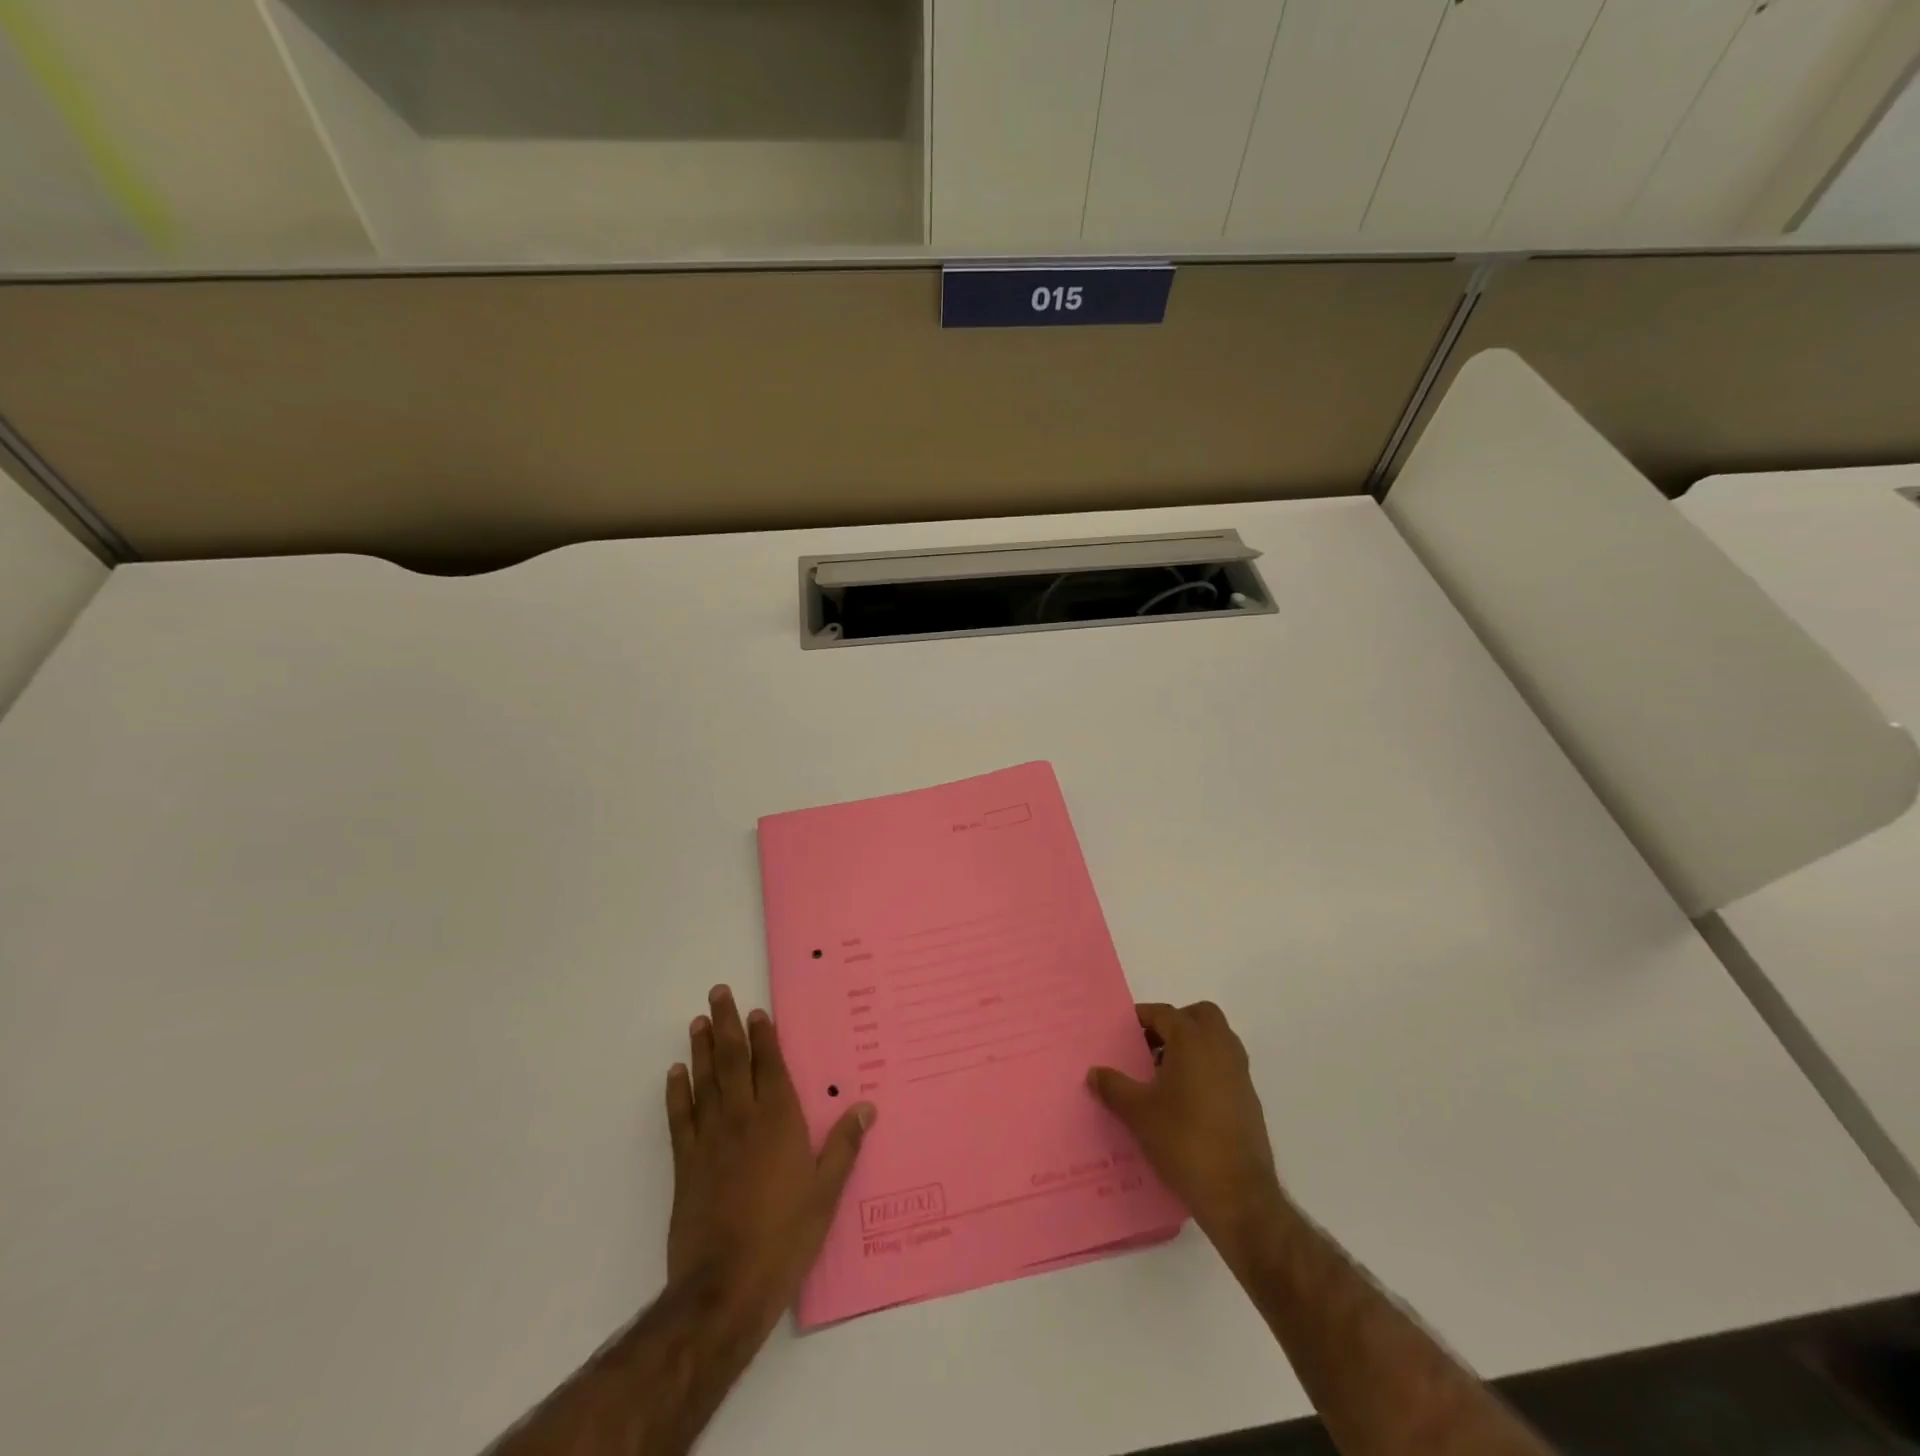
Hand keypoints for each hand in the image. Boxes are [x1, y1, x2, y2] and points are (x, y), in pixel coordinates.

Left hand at [665, 984, 874, 1336]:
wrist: (723, 1288)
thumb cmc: (784, 1238)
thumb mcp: (825, 1194)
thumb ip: (844, 1147)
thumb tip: (866, 1107)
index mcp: (779, 1121)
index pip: (770, 1066)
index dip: (764, 1036)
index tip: (757, 1010)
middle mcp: (743, 1119)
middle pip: (734, 1061)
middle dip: (728, 1024)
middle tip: (718, 992)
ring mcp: (711, 1140)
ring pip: (705, 1081)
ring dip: (702, 1049)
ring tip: (699, 1021)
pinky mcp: (687, 1165)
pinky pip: (680, 1118)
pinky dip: (677, 1093)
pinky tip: (676, 1073)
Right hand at [1089, 1001, 1283, 1263]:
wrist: (1238, 1194)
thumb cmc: (1184, 1141)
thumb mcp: (1137, 1113)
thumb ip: (1113, 1086)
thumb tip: (1094, 1072)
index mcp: (1192, 1041)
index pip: (1164, 1013)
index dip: (1141, 1018)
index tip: (1122, 1033)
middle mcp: (1221, 1048)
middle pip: (1200, 1016)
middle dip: (1176, 1023)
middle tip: (1151, 1046)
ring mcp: (1240, 1074)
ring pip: (1217, 1040)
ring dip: (1193, 1046)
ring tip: (1164, 1074)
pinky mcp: (1249, 1100)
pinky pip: (1225, 1067)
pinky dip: (1206, 1069)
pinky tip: (1185, 1101)